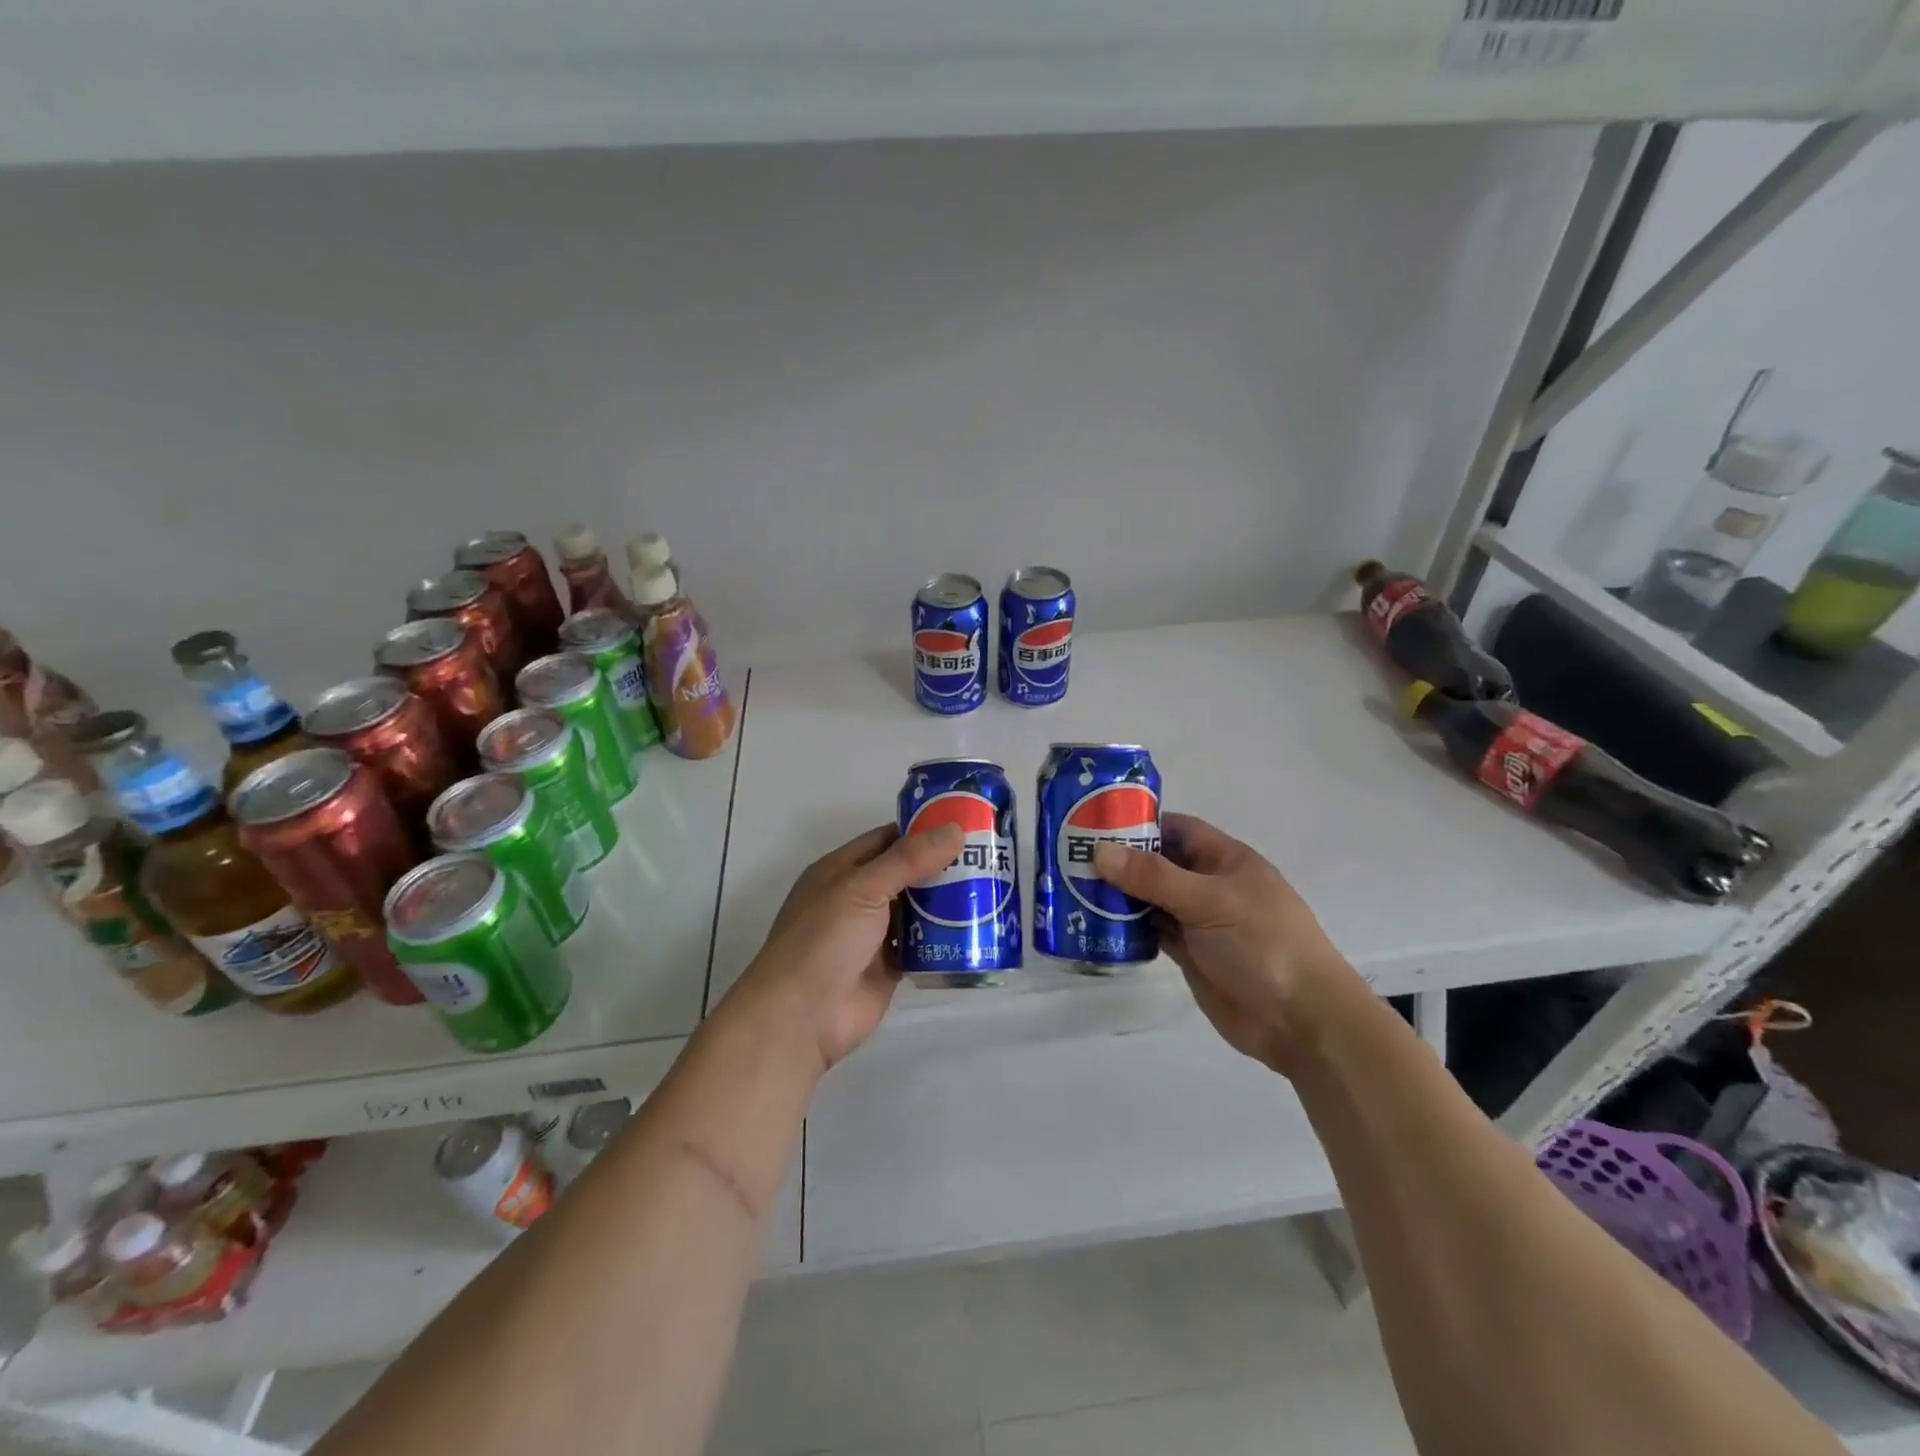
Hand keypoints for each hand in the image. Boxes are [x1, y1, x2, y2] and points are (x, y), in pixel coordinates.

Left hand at [726, 822, 964, 1075]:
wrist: (802, 1018)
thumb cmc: (824, 940)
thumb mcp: (863, 889)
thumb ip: (908, 859)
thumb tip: (955, 829)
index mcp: (841, 870)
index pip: (887, 839)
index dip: (923, 830)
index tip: (965, 823)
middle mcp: (857, 898)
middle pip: (906, 873)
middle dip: (942, 866)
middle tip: (989, 857)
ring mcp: (873, 934)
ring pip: (917, 909)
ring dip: (947, 901)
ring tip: (992, 888)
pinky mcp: (889, 967)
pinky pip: (922, 945)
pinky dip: (945, 938)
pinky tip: (977, 928)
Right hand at [1093, 812, 1361, 1073]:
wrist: (1301, 1020)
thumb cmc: (1263, 943)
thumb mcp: (1209, 901)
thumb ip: (1154, 877)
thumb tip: (1100, 851)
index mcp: (1224, 859)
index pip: (1175, 829)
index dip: (1139, 824)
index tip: (1093, 824)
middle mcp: (1209, 885)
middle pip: (1157, 864)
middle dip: (1120, 861)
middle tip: (1070, 859)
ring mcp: (1199, 921)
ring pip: (1150, 899)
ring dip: (1119, 896)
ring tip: (1072, 890)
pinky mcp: (1189, 954)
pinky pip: (1151, 932)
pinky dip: (1127, 928)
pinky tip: (1095, 925)